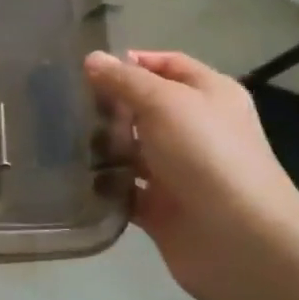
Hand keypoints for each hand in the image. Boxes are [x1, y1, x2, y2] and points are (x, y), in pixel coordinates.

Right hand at [85, 49, 298, 298]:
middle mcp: (195, 129)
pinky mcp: (160, 207)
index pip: (167, 65)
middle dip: (108, 105)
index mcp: (209, 95)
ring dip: (102, 145)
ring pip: (131, 149)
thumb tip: (92, 58)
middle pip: (144, 107)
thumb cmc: (207, 155)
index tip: (88, 69)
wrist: (239, 241)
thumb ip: (125, 80)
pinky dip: (103, 185)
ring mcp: (177, 170)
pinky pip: (124, 189)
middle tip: (63, 103)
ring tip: (59, 138)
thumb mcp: (165, 102)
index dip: (131, 62)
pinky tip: (71, 176)